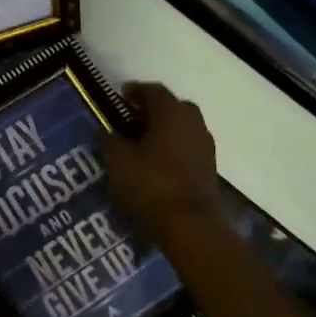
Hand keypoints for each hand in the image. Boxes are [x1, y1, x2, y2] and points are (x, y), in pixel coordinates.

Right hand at [105, 82, 221, 240]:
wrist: (191, 226)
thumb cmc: (151, 185)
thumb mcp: (119, 162)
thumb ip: (110, 141)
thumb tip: (106, 131)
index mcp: (172, 112)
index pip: (153, 90)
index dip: (135, 91)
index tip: (120, 97)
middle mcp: (193, 122)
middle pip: (171, 107)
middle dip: (151, 110)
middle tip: (131, 120)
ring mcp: (205, 145)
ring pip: (182, 127)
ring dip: (164, 130)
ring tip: (141, 144)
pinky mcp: (209, 167)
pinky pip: (188, 147)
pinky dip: (173, 148)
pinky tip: (157, 163)